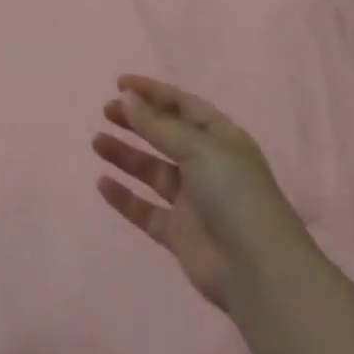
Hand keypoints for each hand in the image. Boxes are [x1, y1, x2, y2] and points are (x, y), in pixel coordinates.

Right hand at [93, 75, 307, 309]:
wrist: (256, 270)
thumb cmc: (234, 195)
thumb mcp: (198, 149)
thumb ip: (157, 126)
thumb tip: (126, 97)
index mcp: (221, 139)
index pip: (184, 106)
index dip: (153, 92)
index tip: (119, 83)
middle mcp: (207, 165)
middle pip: (166, 135)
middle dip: (137, 121)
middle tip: (105, 111)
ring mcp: (193, 201)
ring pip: (152, 170)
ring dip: (126, 155)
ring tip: (96, 142)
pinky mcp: (179, 233)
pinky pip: (146, 209)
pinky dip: (124, 197)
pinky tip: (102, 183)